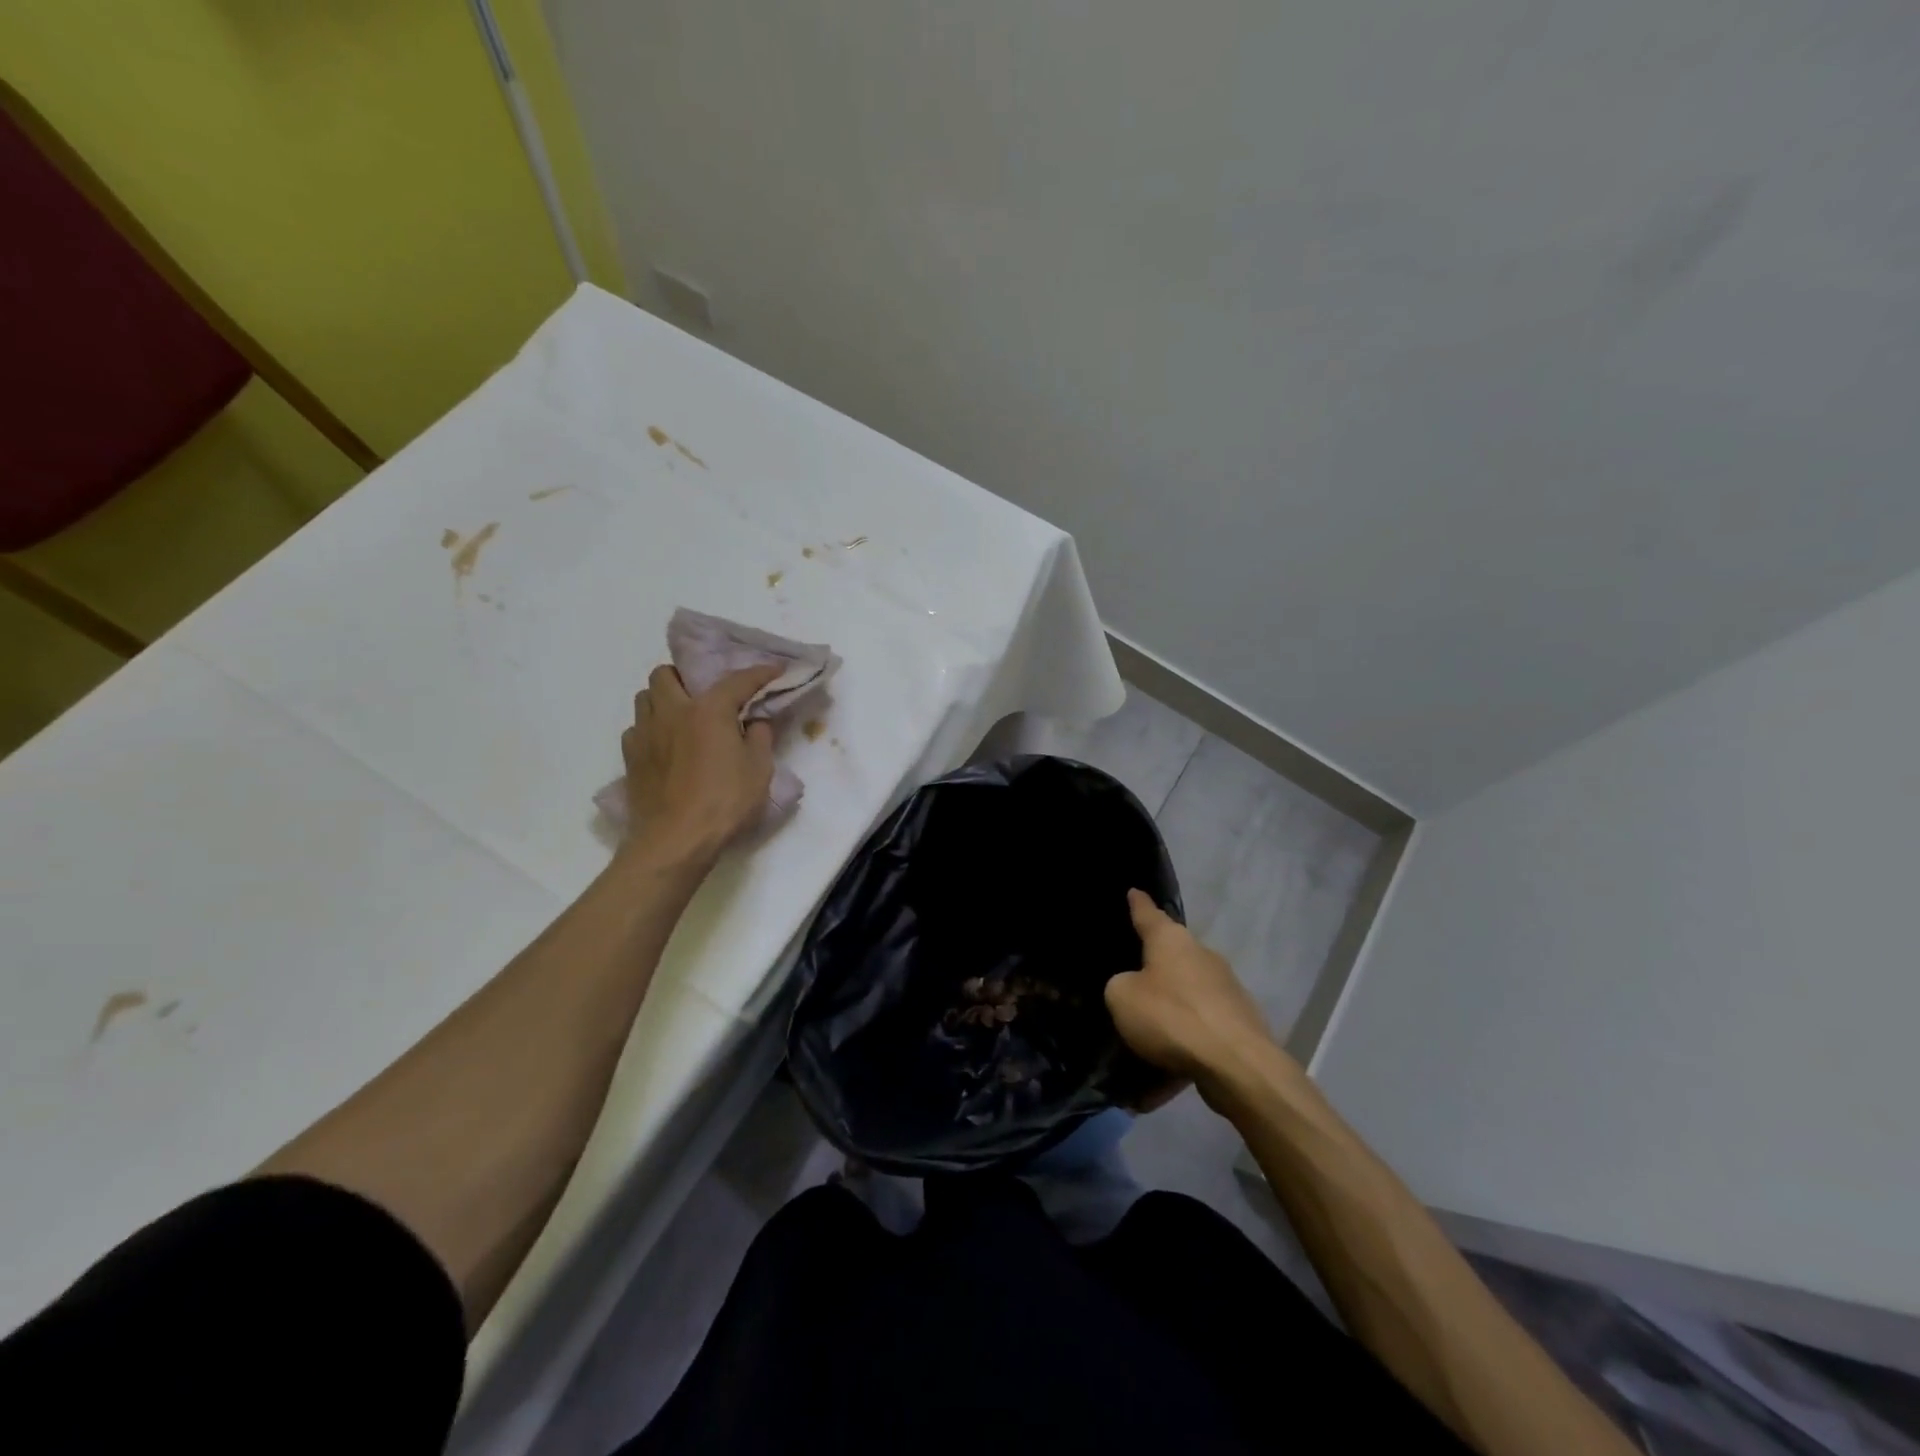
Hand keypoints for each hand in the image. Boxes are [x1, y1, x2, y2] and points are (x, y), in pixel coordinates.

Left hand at [621, 663, 781, 860]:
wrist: (675, 840)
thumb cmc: (724, 801)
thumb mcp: (759, 769)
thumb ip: (760, 737)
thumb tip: (755, 721)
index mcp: (707, 710)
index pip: (737, 680)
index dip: (759, 672)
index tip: (776, 670)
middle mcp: (671, 712)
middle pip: (666, 674)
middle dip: (686, 676)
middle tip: (705, 695)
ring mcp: (645, 734)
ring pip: (645, 697)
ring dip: (663, 699)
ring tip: (682, 717)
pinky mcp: (630, 758)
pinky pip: (636, 728)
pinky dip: (651, 729)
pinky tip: (666, 746)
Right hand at [1106, 890, 1286, 1101]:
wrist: (1237, 1065)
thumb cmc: (1171, 1017)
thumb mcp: (1121, 997)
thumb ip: (1120, 986)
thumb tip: (1134, 988)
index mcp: (1171, 940)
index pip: (1148, 913)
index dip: (1137, 903)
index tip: (1133, 891)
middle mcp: (1201, 956)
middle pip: (1169, 959)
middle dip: (1151, 973)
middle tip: (1128, 988)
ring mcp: (1224, 989)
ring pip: (1184, 1002)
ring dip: (1164, 1023)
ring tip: (1141, 1052)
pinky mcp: (1239, 1024)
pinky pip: (1198, 1035)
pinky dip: (1179, 1055)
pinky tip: (1159, 1088)